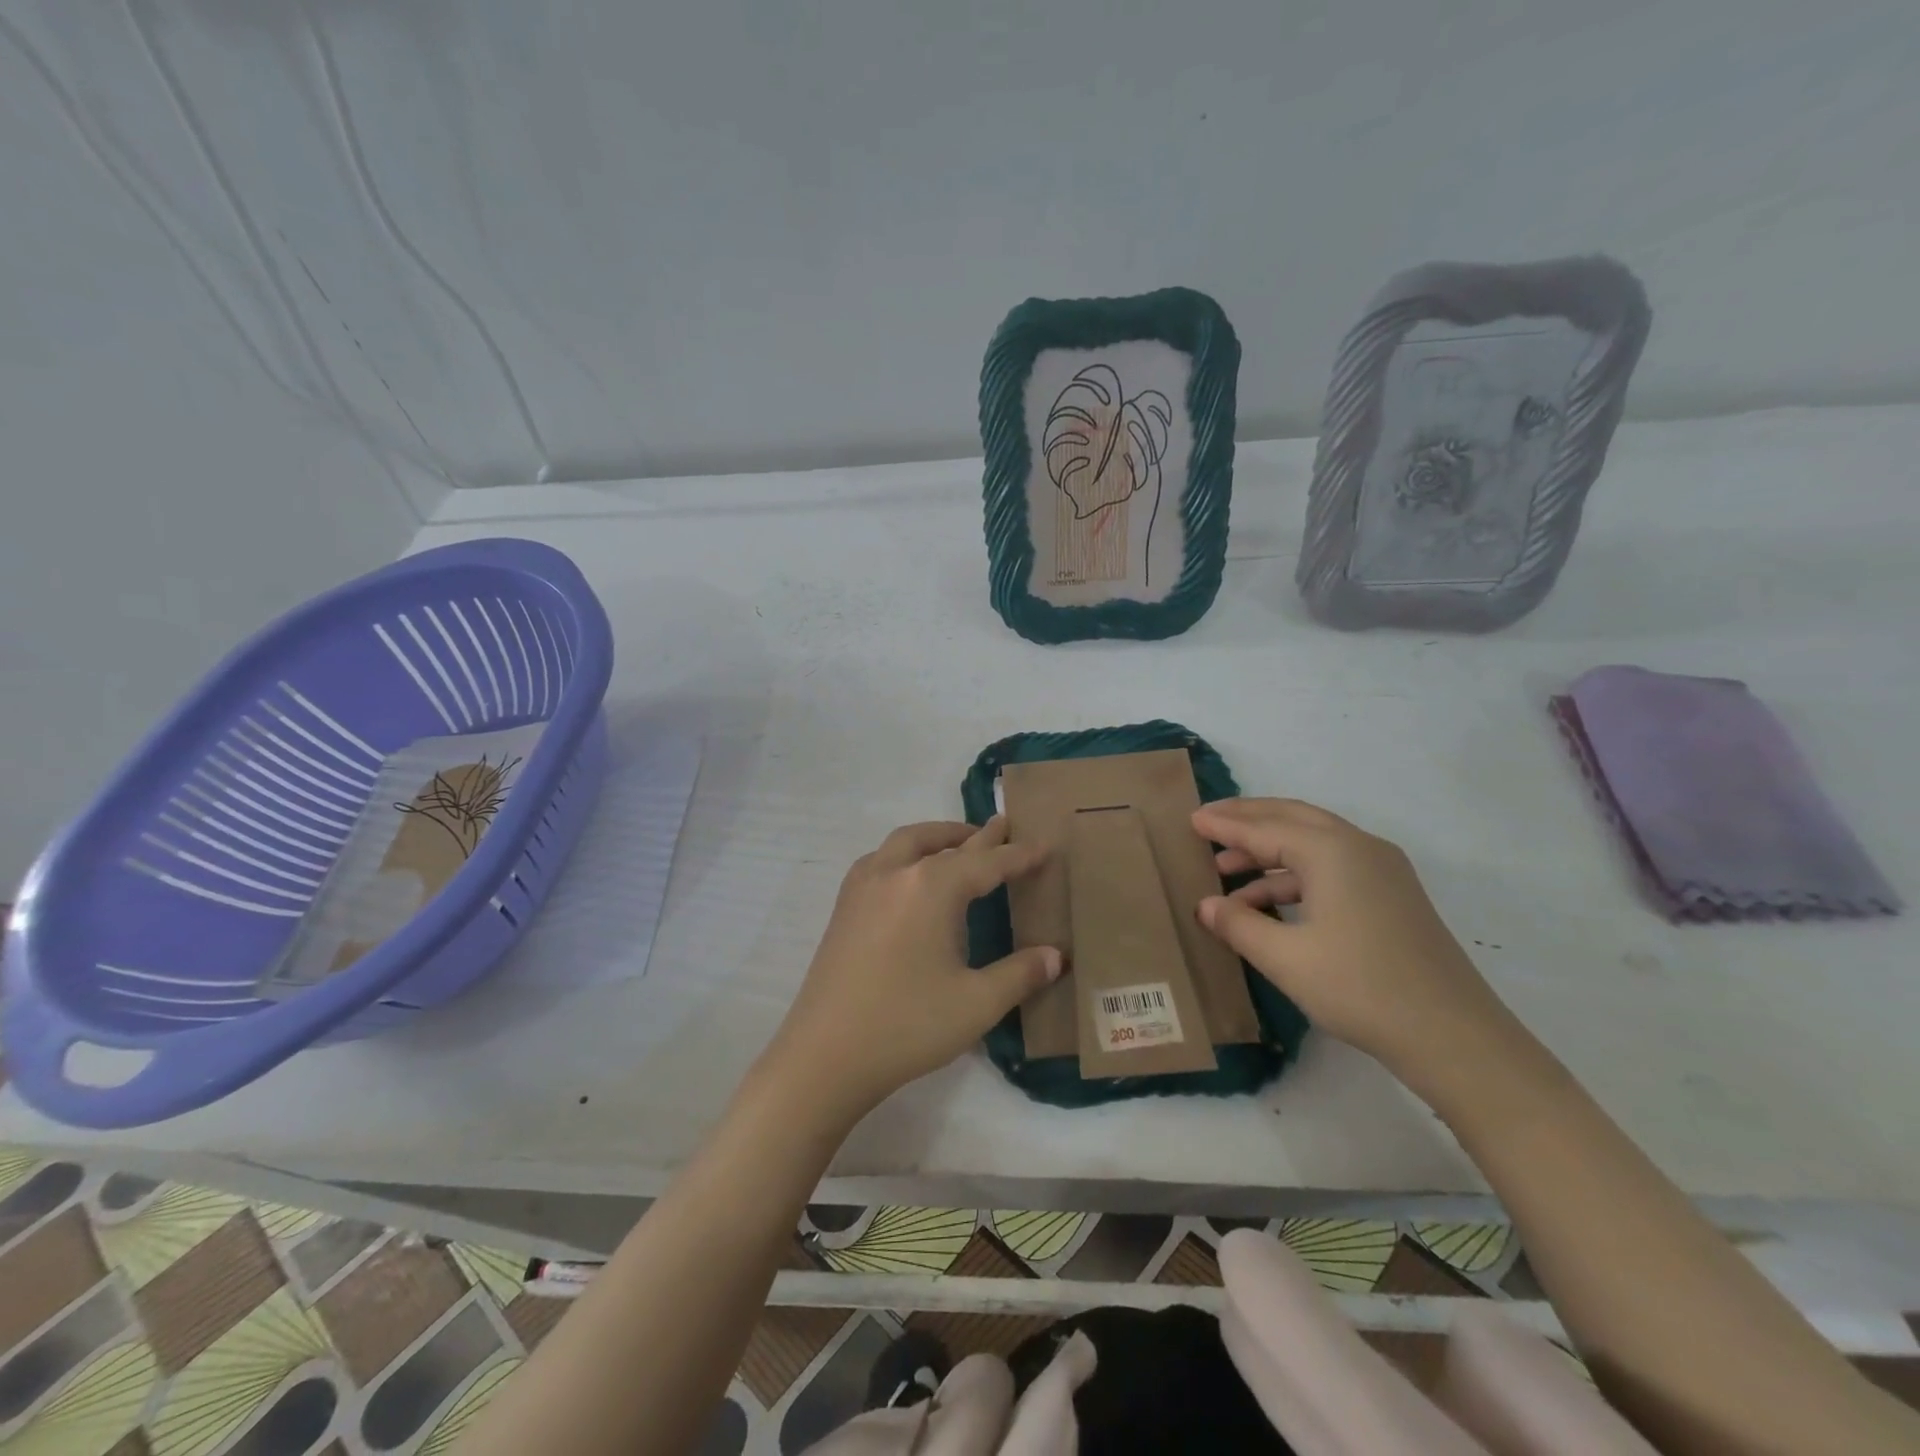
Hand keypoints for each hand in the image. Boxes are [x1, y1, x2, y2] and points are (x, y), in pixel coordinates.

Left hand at [764, 818, 1059, 1121]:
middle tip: (1004, 827)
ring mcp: (862, 887)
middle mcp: (895, 873)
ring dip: (936, 837)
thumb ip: (1020, 974)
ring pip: (904, 842)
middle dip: (977, 836)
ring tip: (959, 844)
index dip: (1018, 856)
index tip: (1045, 846)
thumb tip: (1056, 956)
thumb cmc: (907, 1025)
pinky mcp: (843, 907)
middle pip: (943, 842)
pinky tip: (910, 876)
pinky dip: (905, 853)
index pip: (986, 863)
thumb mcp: (977, 1003)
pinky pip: (880, 860)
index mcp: (931, 887)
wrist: (825, 1056)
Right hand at [1192, 798, 1509, 1081]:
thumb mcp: (1286, 958)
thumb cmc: (1362, 989)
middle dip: (1248, 819)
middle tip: (1208, 823)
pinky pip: (1331, 867)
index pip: (1264, 828)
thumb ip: (1239, 924)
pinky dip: (1294, 875)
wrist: (1455, 1037)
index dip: (1224, 825)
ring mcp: (1381, 871)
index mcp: (1332, 851)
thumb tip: (1205, 905)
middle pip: (1292, 818)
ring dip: (1268, 852)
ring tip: (1226, 872)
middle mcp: (1359, 848)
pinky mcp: (1391, 896)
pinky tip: (1268, 903)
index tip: (1191, 819)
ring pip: (1312, 843)